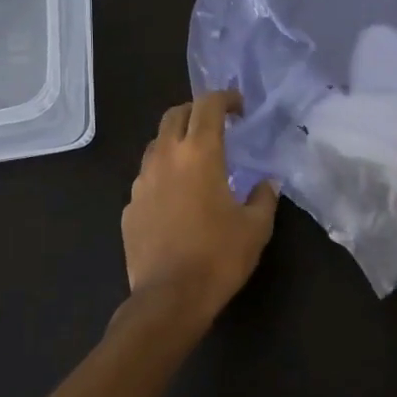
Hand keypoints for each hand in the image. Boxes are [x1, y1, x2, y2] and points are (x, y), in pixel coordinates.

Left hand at [122, 90, 278, 325]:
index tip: (240, 107)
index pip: (208, 106)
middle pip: (175, 115)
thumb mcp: (256, 227)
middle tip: (217, 125)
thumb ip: (263, 197)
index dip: (225, 98)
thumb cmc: (219, 257)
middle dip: (196, 111)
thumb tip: (267, 182)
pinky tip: (177, 197)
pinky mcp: (129, 207)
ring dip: (177, 141)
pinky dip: (163, 174)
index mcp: (200, 154)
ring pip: (156, 144)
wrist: (169, 299)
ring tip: (196, 160)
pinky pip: (147, 177)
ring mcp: (142, 182)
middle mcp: (166, 158)